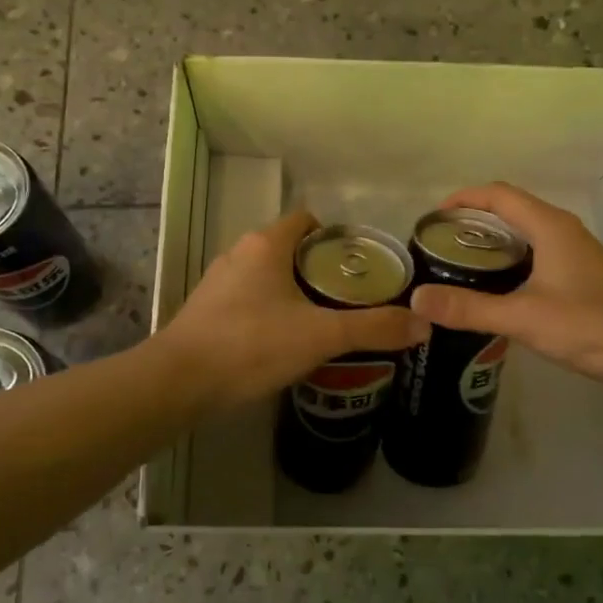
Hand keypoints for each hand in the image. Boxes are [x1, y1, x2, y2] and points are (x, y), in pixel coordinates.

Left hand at [160, 209, 428, 409]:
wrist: (179, 382)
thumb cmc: (251, 344)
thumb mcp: (321, 336)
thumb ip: (373, 328)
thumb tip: (423, 323)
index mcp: (266, 244)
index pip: (307, 220)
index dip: (337, 237)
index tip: (361, 266)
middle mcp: (240, 254)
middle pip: (290, 249)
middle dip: (321, 270)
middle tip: (352, 299)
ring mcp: (219, 283)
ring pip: (269, 277)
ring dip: (296, 293)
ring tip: (325, 323)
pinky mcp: (207, 311)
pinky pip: (250, 300)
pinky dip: (271, 312)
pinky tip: (285, 343)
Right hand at [407, 183, 602, 389]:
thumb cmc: (589, 326)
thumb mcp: (523, 317)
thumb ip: (469, 308)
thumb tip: (416, 299)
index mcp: (549, 226)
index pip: (499, 194)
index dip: (464, 198)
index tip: (433, 217)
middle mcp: (563, 231)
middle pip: (511, 210)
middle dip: (473, 221)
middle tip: (439, 245)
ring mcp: (575, 253)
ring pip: (525, 234)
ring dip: (492, 242)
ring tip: (459, 266)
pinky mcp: (581, 277)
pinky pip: (536, 255)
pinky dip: (510, 262)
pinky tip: (496, 291)